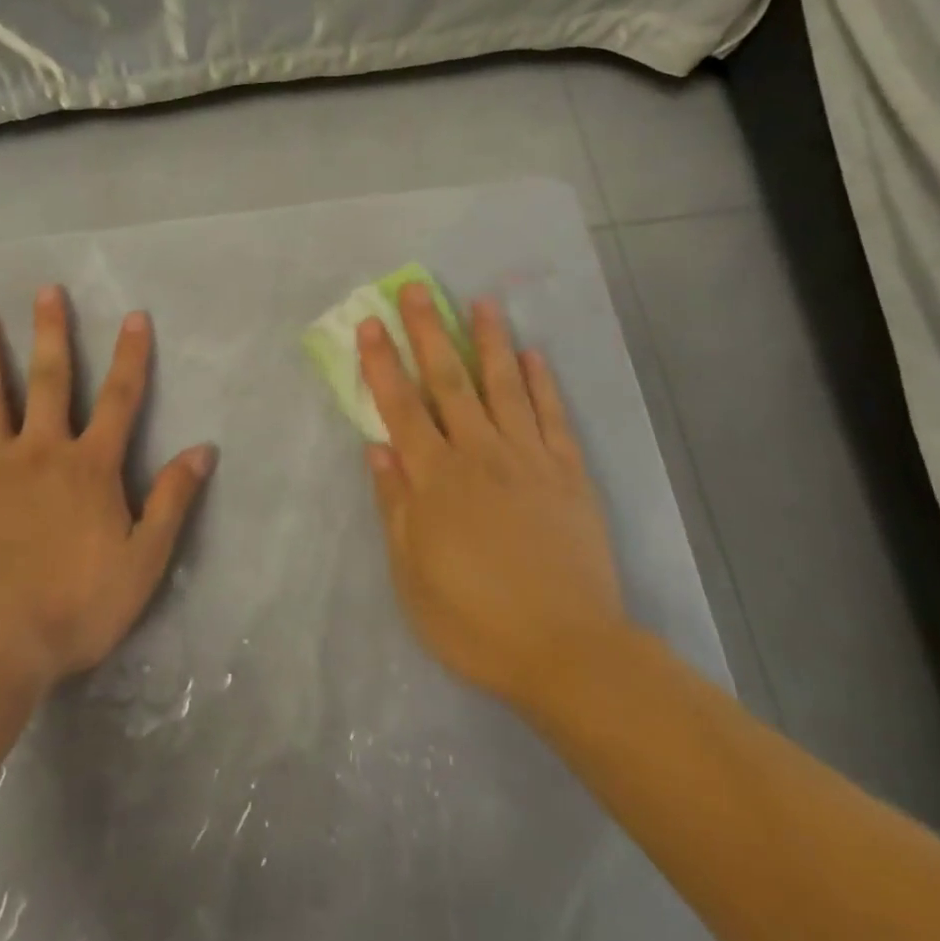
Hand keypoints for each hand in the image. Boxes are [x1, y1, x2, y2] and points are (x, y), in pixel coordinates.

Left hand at [0, 286, 215, 691]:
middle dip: (50, 334)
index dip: (130, 357)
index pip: (119, 399)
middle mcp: (41, 454)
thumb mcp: (144, 559)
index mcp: (90, 467)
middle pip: (48, 382)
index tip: (133, 316)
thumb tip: (203, 450)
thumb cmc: (77, 605)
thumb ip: (172, 501)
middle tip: (45, 291)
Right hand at [358, 283, 628, 706]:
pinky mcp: (569, 475)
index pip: (401, 407)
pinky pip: (553, 418)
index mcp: (436, 478)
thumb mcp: (412, 574)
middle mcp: (480, 454)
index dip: (383, 362)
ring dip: (489, 342)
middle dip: (429, 332)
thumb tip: (376, 448)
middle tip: (419, 288)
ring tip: (481, 302)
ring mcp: (529, 459)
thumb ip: (394, 505)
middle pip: (449, 381)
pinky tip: (535, 355)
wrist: (568, 652)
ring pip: (504, 387)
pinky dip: (544, 384)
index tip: (370, 323)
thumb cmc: (475, 619)